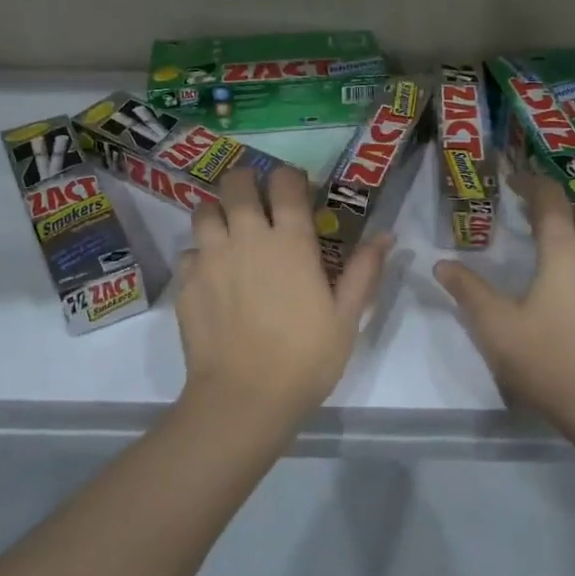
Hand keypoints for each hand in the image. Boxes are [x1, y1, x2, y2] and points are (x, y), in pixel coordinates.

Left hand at [176, 165, 392, 432]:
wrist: (245, 397)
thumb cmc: (306, 358)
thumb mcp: (347, 317)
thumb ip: (364, 270)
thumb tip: (386, 235)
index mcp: (291, 241)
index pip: (285, 184)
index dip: (289, 178)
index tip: (294, 187)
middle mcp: (247, 237)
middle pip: (236, 184)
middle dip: (246, 182)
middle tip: (256, 198)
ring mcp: (211, 258)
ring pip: (204, 211)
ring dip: (218, 213)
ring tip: (229, 231)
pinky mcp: (187, 283)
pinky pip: (189, 252)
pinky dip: (200, 255)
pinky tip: (212, 275)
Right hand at [434, 172, 574, 439]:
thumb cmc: (547, 359)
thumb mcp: (496, 326)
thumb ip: (468, 291)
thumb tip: (442, 264)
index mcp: (565, 252)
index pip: (551, 201)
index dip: (532, 183)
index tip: (512, 179)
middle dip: (563, 202)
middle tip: (534, 212)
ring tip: (552, 244)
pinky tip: (570, 284)